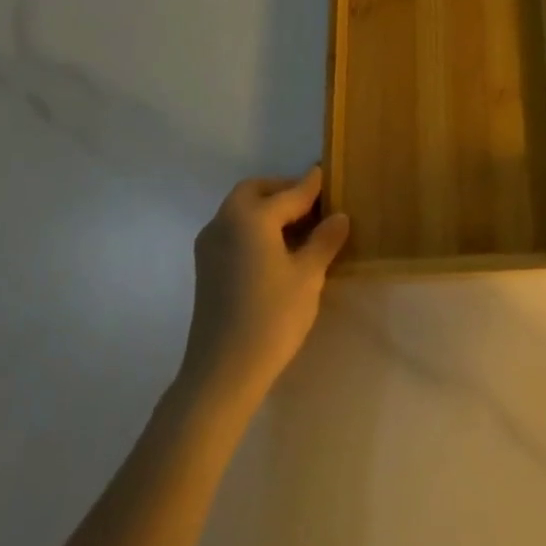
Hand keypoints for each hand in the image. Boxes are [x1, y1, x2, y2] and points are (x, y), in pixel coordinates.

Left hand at [177, 168, 349, 411]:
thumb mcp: (308, 276)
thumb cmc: (271, 317)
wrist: (222, 372)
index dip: (312, 185)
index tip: (327, 173)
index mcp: (251, 217)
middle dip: (283, 191)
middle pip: (255, 192)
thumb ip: (324, 240)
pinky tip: (277, 250)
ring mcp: (210, 245)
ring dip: (267, 209)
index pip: (289, 192)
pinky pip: (233, 230)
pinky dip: (254, 228)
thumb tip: (339, 216)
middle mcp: (225, 221)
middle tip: (313, 205)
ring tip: (299, 229)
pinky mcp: (206, 267)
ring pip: (241, 211)